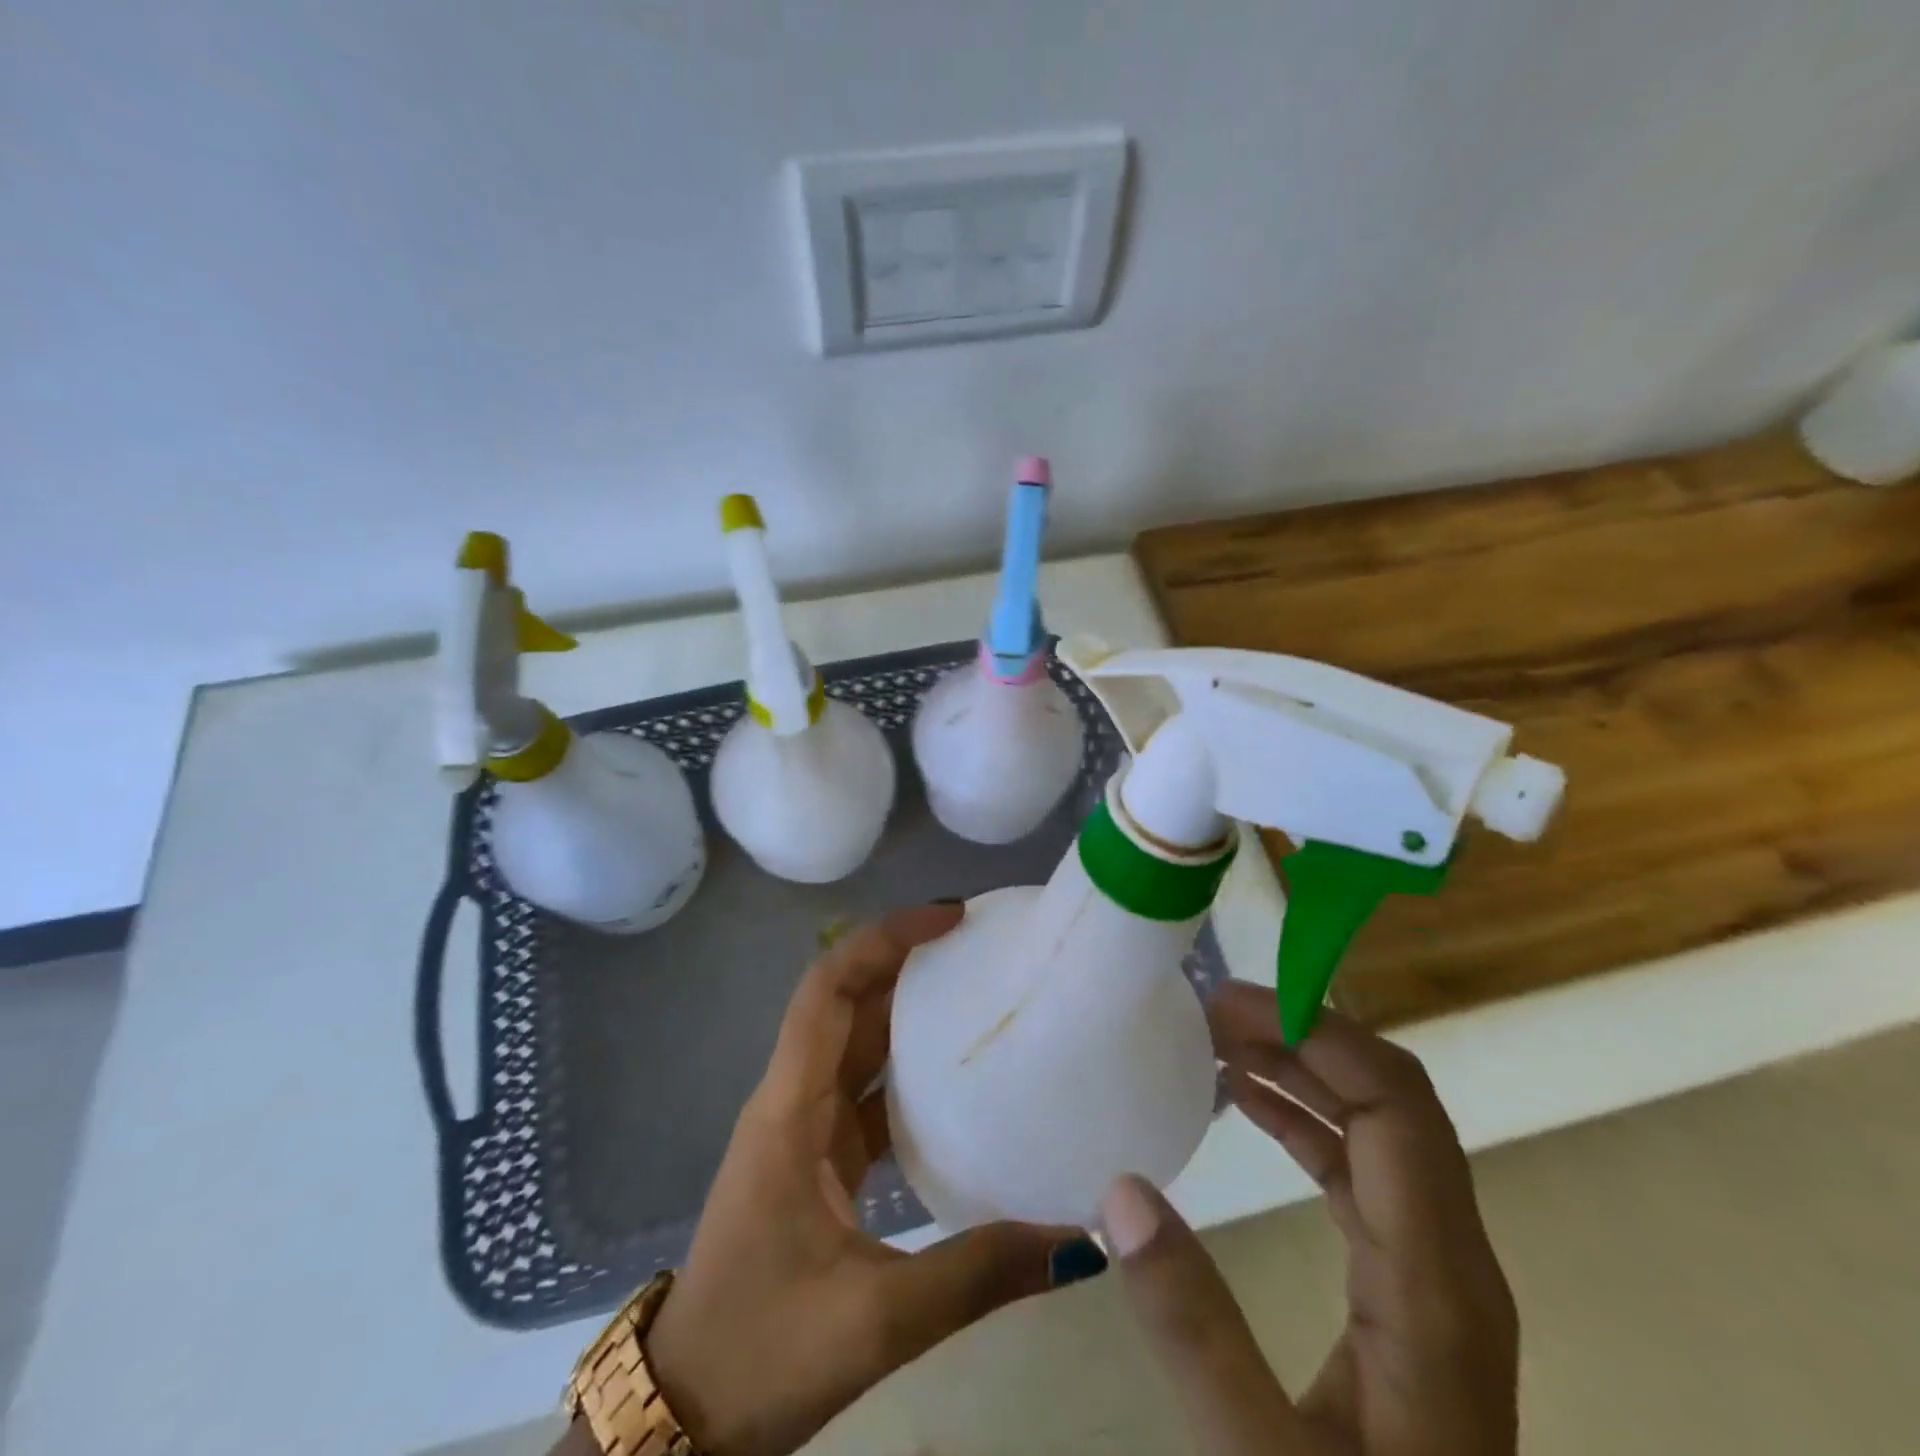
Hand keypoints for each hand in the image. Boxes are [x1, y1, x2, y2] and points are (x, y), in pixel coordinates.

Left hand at [637, 904, 1108, 1455]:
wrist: (683, 1413)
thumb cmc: (760, 1350)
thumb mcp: (875, 1319)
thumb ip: (978, 1274)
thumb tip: (1079, 1239)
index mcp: (790, 1109)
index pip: (829, 990)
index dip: (884, 940)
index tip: (949, 919)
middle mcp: (793, 1099)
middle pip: (846, 1002)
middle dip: (905, 961)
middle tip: (979, 944)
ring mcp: (802, 1127)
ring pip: (856, 1042)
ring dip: (907, 1010)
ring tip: (977, 992)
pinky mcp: (816, 1157)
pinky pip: (865, 1090)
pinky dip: (906, 1072)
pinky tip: (958, 1083)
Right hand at [1101, 984, 1518, 1455]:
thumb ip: (1193, 1329)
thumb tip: (1121, 1189)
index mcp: (1438, 1284)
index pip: (1396, 1105)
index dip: (1320, 1033)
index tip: (1228, 1003)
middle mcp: (1450, 1260)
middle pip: (1390, 1101)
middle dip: (1301, 1036)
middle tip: (1208, 1010)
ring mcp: (1432, 1275)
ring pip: (1374, 1129)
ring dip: (1299, 1070)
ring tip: (1216, 1039)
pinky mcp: (1406, 1291)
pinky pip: (1357, 1170)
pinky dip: (1302, 1118)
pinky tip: (1246, 1102)